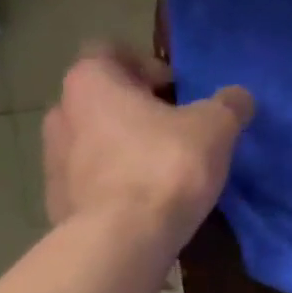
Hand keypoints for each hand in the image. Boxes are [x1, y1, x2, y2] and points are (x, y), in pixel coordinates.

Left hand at [41, 45, 253, 236]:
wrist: (121, 241)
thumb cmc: (166, 167)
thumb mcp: (216, 128)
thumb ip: (229, 105)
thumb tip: (238, 98)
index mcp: (91, 81)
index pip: (110, 51)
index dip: (148, 66)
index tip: (178, 91)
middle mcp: (62, 112)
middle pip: (104, 98)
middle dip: (140, 110)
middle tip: (179, 130)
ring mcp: (53, 159)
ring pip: (96, 140)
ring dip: (127, 148)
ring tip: (166, 171)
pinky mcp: (57, 201)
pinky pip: (93, 181)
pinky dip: (117, 185)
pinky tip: (148, 204)